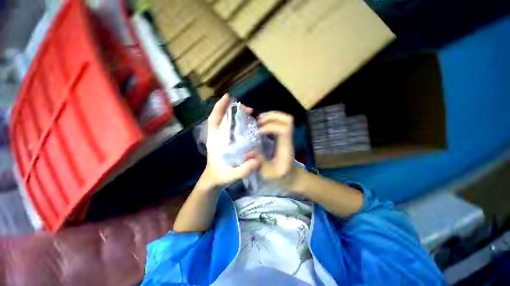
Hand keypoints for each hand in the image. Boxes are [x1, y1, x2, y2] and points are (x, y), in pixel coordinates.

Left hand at [200, 95, 259, 189]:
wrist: (214, 179)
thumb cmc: (220, 175)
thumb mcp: (231, 175)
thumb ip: (242, 170)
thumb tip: (257, 161)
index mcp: (214, 141)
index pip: (214, 120)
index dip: (219, 108)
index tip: (227, 97)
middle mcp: (218, 136)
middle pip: (223, 118)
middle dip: (234, 110)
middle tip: (249, 110)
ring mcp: (223, 138)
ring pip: (229, 122)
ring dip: (239, 115)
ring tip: (251, 114)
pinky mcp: (228, 141)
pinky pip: (234, 128)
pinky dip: (241, 123)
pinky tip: (249, 124)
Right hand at [257, 111, 295, 182]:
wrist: (292, 176)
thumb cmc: (281, 177)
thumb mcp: (269, 174)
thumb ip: (259, 162)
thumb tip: (248, 151)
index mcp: (286, 148)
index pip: (284, 130)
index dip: (270, 127)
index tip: (258, 132)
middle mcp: (288, 139)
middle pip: (287, 120)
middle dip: (272, 116)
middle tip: (258, 122)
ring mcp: (287, 136)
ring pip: (285, 118)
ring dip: (271, 116)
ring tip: (259, 121)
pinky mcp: (283, 136)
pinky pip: (280, 122)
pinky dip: (271, 119)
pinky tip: (261, 124)